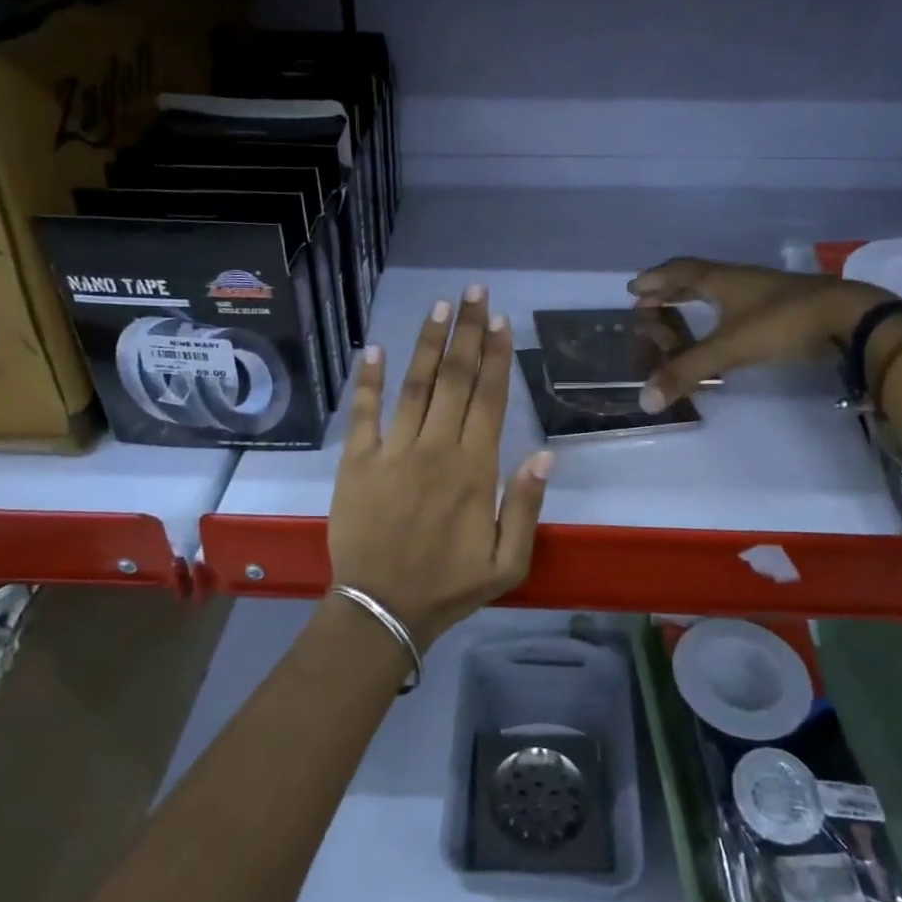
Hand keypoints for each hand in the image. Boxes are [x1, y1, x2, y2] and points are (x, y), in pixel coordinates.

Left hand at [328, 286, 552, 643]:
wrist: (382, 608)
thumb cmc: (449, 586)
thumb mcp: (508, 561)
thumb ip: (526, 505)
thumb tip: (545, 453)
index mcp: (474, 469)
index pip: (490, 399)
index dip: (498, 356)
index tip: (501, 321)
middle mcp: (436, 448)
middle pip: (456, 380)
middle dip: (468, 333)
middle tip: (475, 292)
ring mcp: (393, 451)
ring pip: (415, 385)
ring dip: (429, 344)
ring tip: (441, 307)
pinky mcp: (356, 461)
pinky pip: (363, 413)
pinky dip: (368, 380)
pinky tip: (374, 348)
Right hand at [628, 258, 893, 408]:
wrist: (849, 318)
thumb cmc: (783, 323)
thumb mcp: (729, 348)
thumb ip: (686, 372)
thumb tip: (644, 400)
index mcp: (722, 280)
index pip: (680, 273)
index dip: (656, 280)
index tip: (634, 288)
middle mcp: (740, 279)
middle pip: (698, 277)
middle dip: (670, 287)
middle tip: (649, 298)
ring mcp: (764, 292)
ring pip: (720, 289)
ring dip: (695, 297)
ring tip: (679, 308)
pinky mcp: (782, 308)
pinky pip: (738, 304)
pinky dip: (720, 311)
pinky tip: (724, 324)